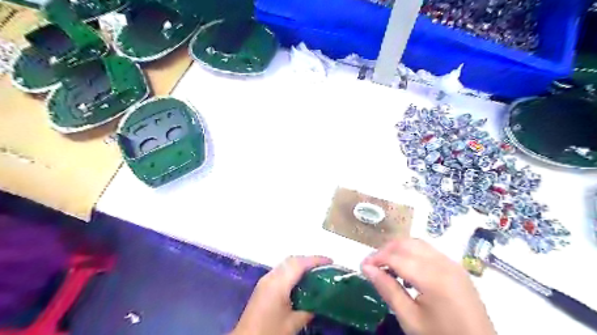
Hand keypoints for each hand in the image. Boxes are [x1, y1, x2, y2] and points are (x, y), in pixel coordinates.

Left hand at [228, 256, 330, 334]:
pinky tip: (301, 281)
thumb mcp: (292, 324)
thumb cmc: (269, 332)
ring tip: (315, 272)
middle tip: (324, 267)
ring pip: (286, 264)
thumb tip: (320, 301)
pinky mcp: (263, 285)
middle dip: (309, 260)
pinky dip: (293, 270)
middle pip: (292, 260)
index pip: (299, 264)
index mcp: (278, 284)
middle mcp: (271, 277)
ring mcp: (265, 280)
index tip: (330, 261)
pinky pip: (281, 270)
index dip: (315, 260)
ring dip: (301, 264)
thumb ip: (307, 310)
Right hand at [361, 238, 496, 334]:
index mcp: (432, 277)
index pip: (395, 257)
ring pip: (418, 244)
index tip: (362, 266)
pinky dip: (413, 253)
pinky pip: (429, 251)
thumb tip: (367, 268)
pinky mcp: (457, 268)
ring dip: (399, 250)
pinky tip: (408, 270)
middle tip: (373, 265)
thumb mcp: (410, 319)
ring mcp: (452, 264)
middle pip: (406, 244)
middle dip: (386, 250)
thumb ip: (388, 290)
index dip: (376, 258)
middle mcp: (443, 263)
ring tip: (387, 266)